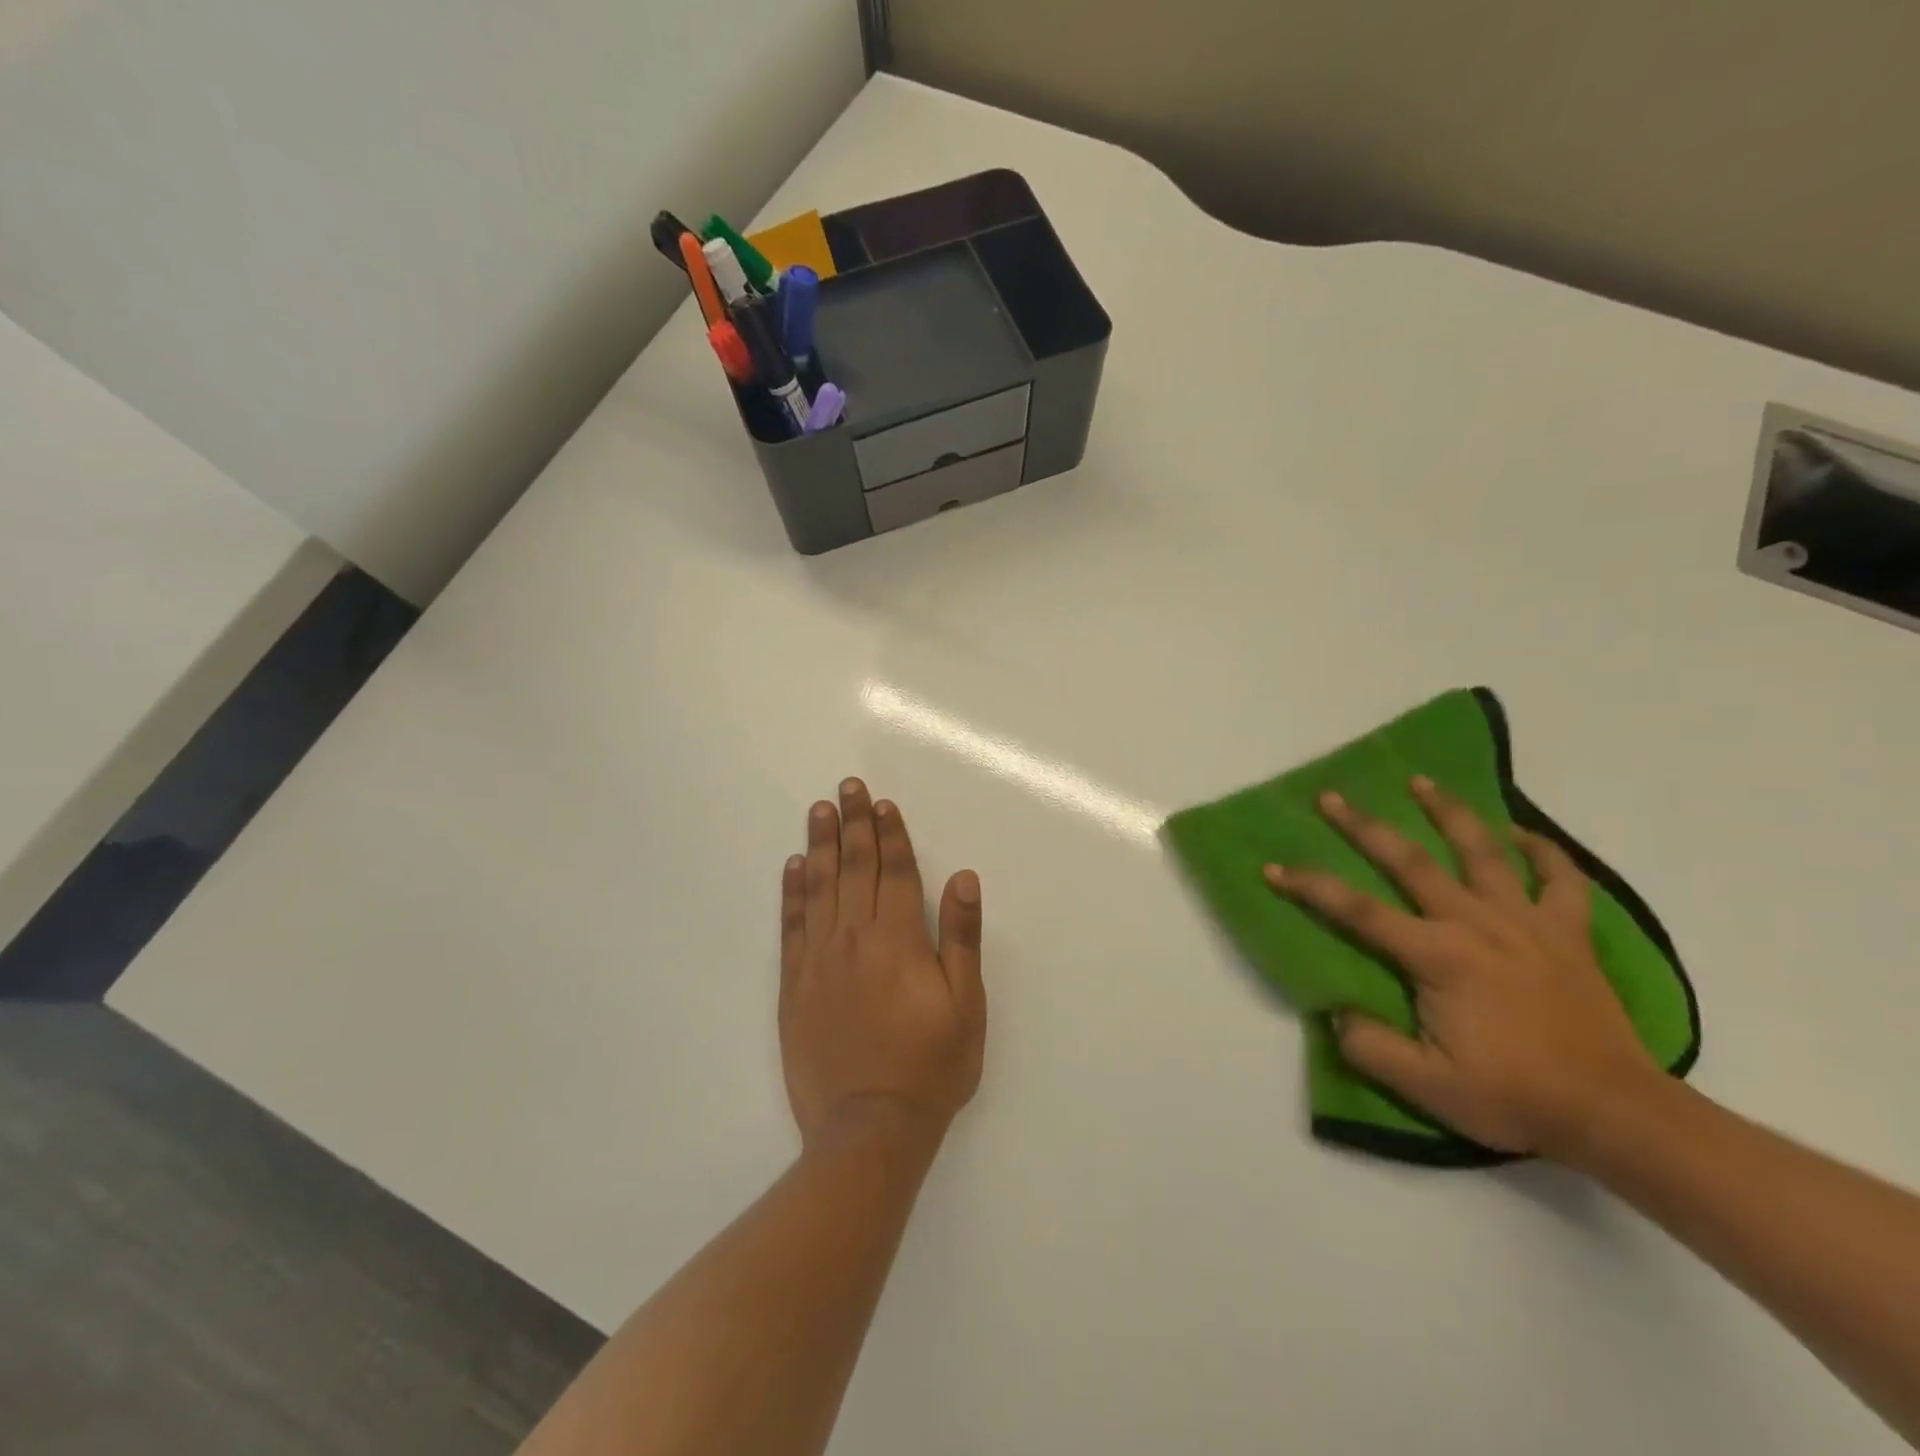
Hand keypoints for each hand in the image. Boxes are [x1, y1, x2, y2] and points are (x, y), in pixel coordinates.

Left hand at [779, 779, 985, 1155]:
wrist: (868, 1130)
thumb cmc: (929, 1068)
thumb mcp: (965, 1007)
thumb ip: (961, 938)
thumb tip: (963, 878)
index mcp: (899, 941)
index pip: (894, 872)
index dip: (891, 834)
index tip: (882, 803)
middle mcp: (855, 939)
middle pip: (855, 868)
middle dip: (854, 824)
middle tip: (848, 787)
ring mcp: (819, 960)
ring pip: (820, 887)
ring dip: (822, 845)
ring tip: (820, 810)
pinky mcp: (794, 985)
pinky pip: (792, 925)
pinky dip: (792, 891)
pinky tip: (794, 866)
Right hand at [1264, 777, 1659, 1159]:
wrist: (1615, 1115)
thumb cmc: (1516, 1097)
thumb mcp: (1427, 1087)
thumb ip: (1370, 1046)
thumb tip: (1335, 1012)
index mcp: (1439, 957)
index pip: (1358, 911)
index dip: (1311, 887)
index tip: (1274, 868)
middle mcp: (1477, 924)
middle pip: (1410, 862)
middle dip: (1365, 826)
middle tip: (1332, 797)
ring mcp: (1527, 923)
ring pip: (1483, 851)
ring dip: (1448, 812)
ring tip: (1421, 782)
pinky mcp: (1568, 933)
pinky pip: (1559, 879)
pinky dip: (1542, 850)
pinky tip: (1520, 833)